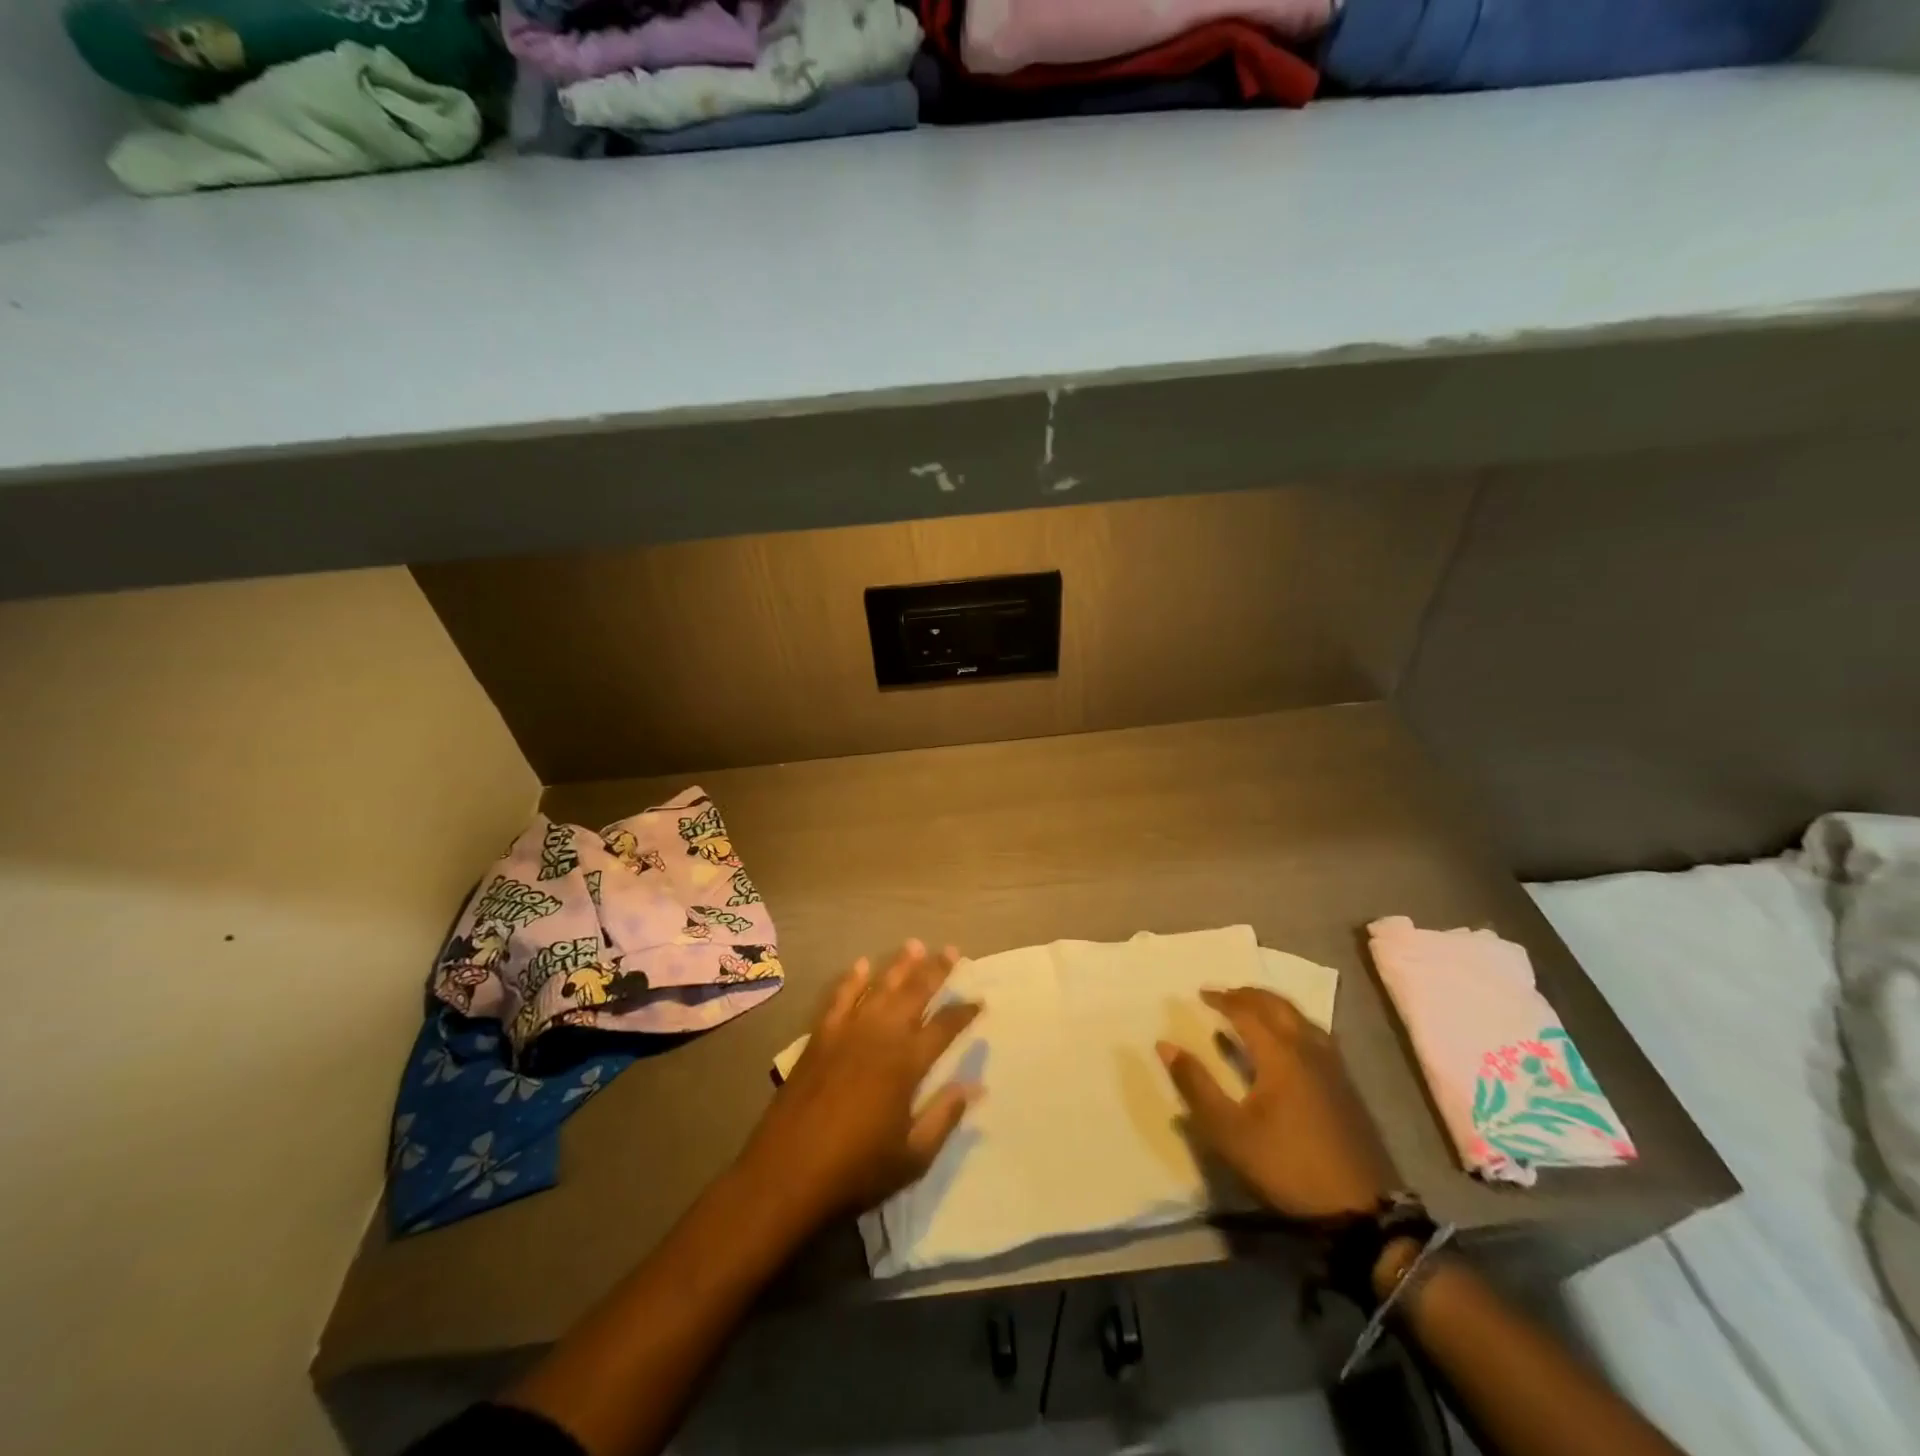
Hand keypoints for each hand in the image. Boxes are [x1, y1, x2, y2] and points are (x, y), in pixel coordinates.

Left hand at [739, 941, 982, 1224]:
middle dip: (935, 970)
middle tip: (952, 950)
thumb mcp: (912, 1157)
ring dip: (899, 965)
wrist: (787, 1174)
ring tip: (915, 945)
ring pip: (879, 988)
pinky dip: (851, 980)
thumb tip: (975, 1087)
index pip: (944, 1027)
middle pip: (914, 993)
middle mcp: (879, 1036)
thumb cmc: (856, 1170)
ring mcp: (846, 1032)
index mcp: (906, 1063)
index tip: (980, 1000)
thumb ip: (944, 1117)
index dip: (964, 1012)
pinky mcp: (819, 1038)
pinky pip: (839, 998)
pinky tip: (861, 965)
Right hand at [1158, 987, 1395, 1219]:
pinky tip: (1288, 1042)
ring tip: (1254, 1010)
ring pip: (1301, 1018)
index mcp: (1280, 1054)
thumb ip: (1196, 1085)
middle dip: (1250, 994)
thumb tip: (1165, 1045)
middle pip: (1278, 1006)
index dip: (1222, 999)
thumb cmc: (1286, 1165)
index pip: (1247, 1011)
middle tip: (1226, 994)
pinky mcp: (1346, 1086)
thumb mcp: (1229, 1131)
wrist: (1360, 1209)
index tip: (1200, 993)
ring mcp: (1333, 1067)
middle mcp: (1308, 1049)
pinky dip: (1293, 1023)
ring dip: (1274, 1006)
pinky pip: (1315, 1035)